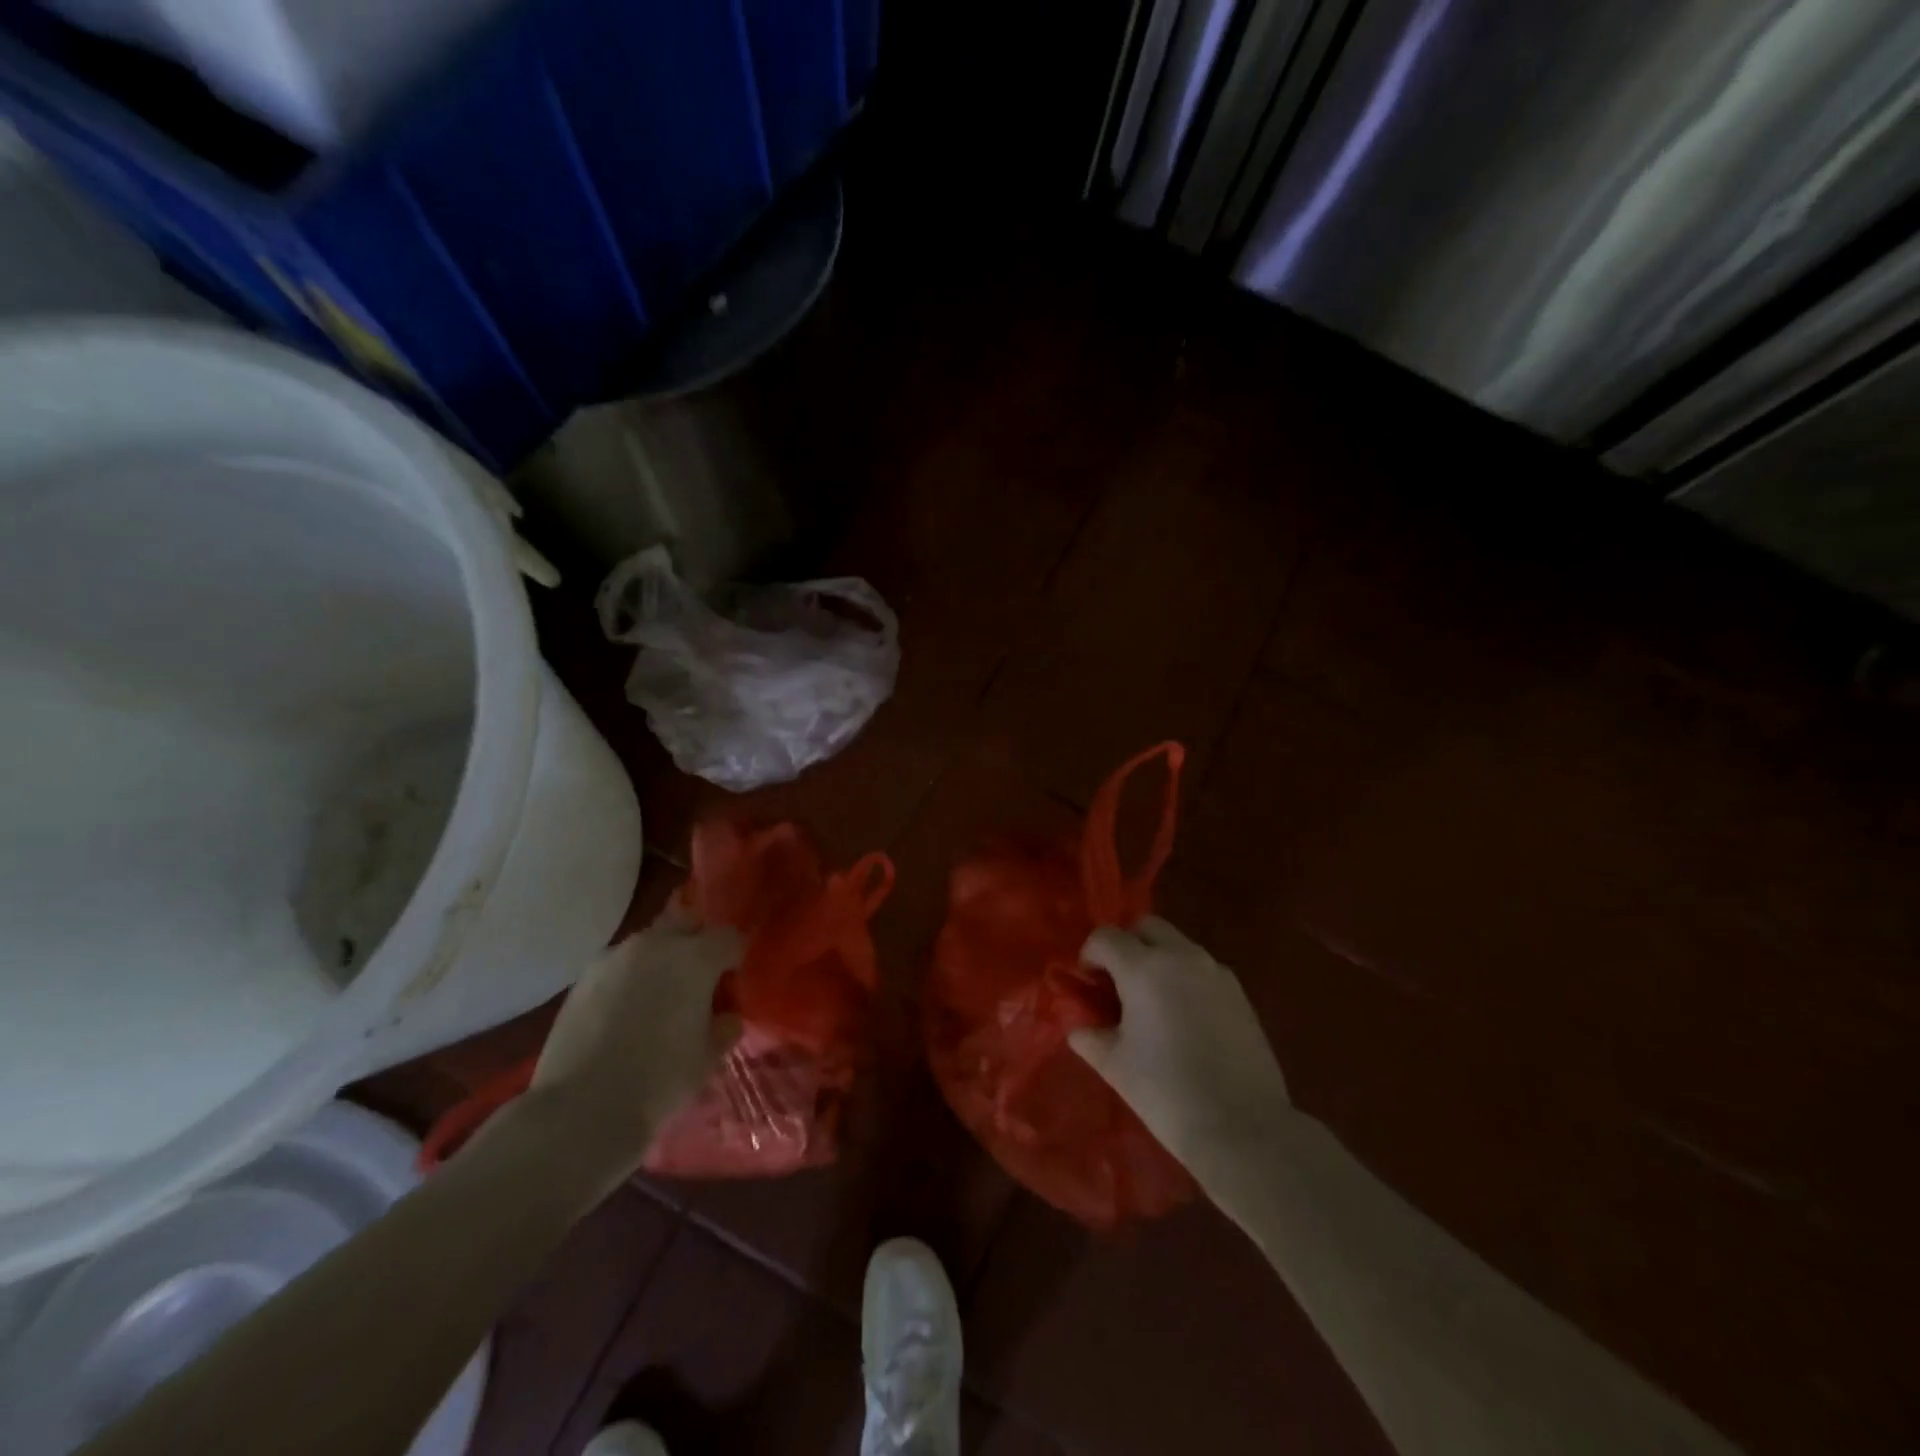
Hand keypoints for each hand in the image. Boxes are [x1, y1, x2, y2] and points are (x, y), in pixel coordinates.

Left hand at [527, 903, 742, 1177]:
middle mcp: (656, 944)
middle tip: (698, 983)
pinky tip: (626, 1012)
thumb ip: (724, 1028)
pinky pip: (619, 964)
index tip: (732, 982)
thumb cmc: (659, 1080)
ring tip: (658, 997)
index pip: (729, 938)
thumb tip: (725, 1017)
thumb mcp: (708, 1058)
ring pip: (650, 943)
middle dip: (697, 945)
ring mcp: (614, 957)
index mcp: (695, 958)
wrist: (581, 1110)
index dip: (734, 957)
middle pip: (688, 926)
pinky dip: (630, 977)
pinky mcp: (583, 978)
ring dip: (661, 959)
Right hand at [1069, 917, 1291, 1180]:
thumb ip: (1090, 1036)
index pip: (1105, 937)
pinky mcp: (1239, 993)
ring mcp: (1215, 972)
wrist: (1243, 1127)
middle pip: (1146, 926)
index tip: (1088, 984)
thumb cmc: (1166, 1092)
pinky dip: (1185, 979)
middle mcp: (1181, 957)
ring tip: (1152, 1004)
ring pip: (1178, 945)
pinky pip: (1202, 969)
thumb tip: (1080, 1026)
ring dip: (1158, 960)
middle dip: (1127, 945)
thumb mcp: (1114, 1065)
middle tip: (1118, 984)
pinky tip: (1184, 1020)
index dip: (1089, 955)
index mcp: (1144, 968)